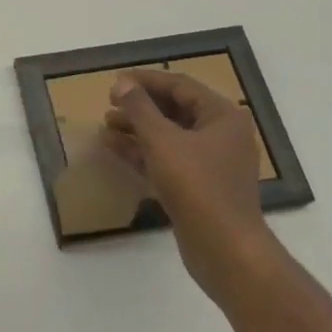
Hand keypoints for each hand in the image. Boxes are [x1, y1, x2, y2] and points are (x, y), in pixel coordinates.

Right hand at [105, 70, 272, 298]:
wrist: (225, 251)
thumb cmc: (197, 186)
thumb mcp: (162, 140)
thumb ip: (139, 108)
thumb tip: (122, 83)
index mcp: (222, 116)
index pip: (180, 85)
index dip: (146, 80)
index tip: (116, 81)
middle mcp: (221, 135)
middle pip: (174, 109)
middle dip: (140, 106)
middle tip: (109, 103)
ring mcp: (210, 163)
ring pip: (168, 136)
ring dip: (137, 128)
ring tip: (105, 124)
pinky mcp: (198, 187)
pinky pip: (167, 159)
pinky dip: (142, 152)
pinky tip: (113, 147)